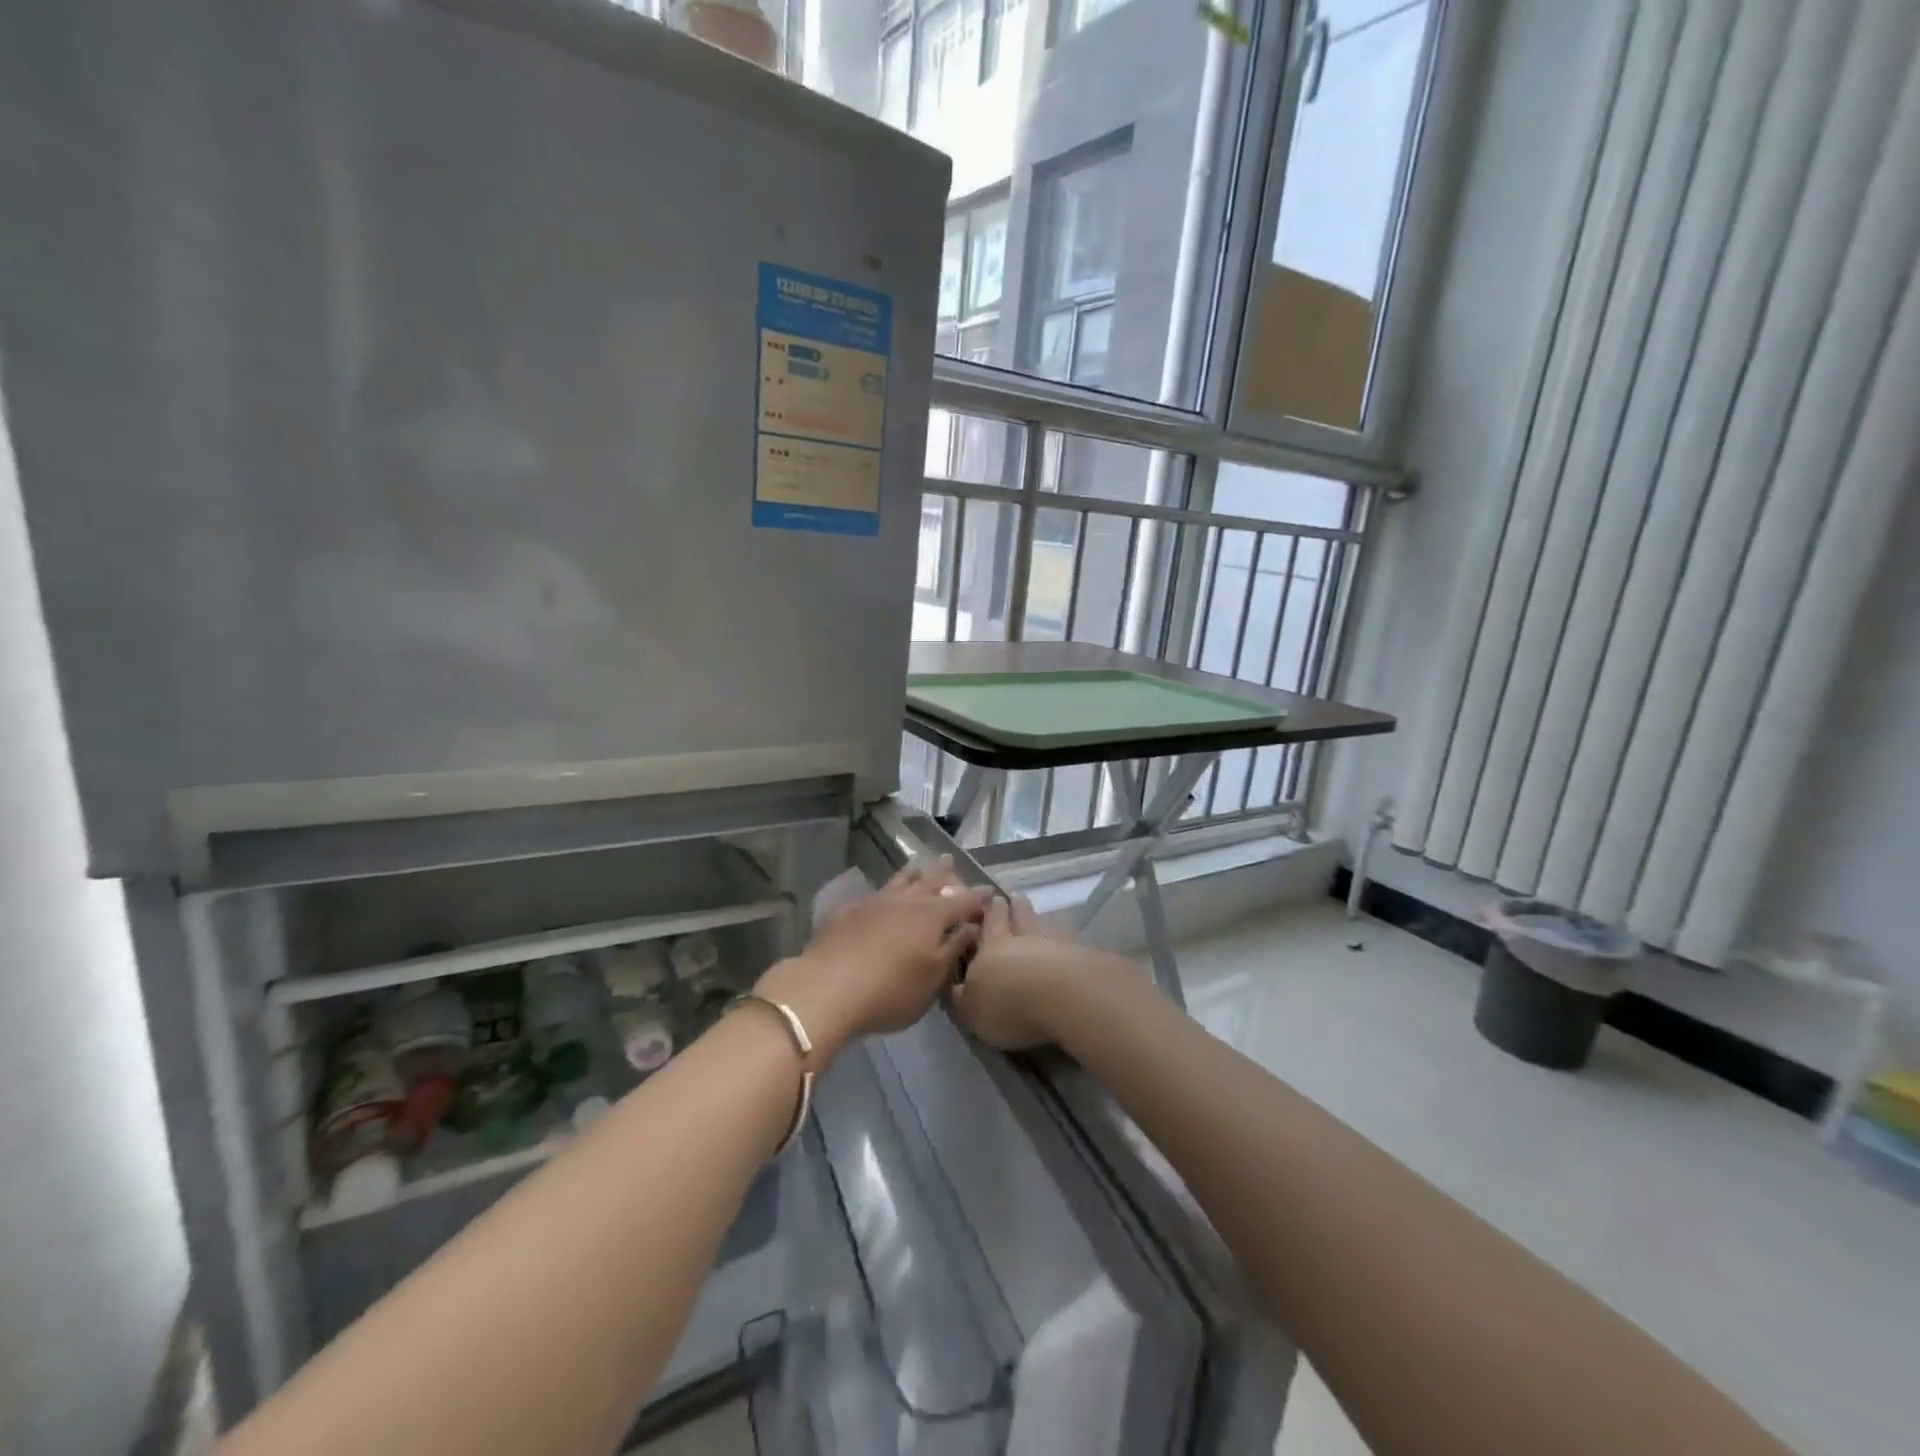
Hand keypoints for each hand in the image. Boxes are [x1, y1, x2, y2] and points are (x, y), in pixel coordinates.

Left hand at [757, 858, 989, 1059]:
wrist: (828, 988)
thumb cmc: (890, 991)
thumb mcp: (931, 978)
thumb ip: (952, 949)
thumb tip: (971, 926)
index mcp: (931, 916)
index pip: (963, 902)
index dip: (978, 897)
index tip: (990, 890)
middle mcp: (905, 901)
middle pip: (929, 880)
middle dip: (943, 872)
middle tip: (951, 860)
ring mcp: (873, 902)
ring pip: (899, 880)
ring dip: (913, 872)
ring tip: (919, 864)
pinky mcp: (847, 911)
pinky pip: (872, 893)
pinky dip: (884, 889)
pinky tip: (879, 893)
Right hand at [950, 893, 1094, 1051]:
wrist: (1062, 996)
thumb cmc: (1008, 1003)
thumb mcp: (971, 1010)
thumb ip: (960, 997)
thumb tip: (953, 987)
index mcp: (991, 947)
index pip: (988, 923)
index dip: (987, 911)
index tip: (988, 899)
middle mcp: (1022, 937)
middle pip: (1017, 915)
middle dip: (1012, 906)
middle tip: (1011, 897)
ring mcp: (1055, 942)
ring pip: (1043, 924)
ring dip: (1038, 918)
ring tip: (1037, 916)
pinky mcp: (1082, 954)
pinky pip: (1068, 941)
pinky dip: (1064, 940)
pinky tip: (1066, 943)